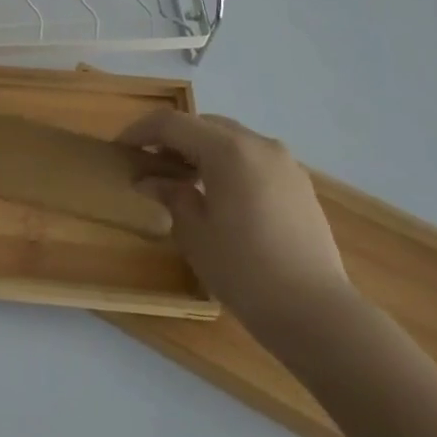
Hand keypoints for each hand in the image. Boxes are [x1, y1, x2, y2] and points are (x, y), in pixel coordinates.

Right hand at [121, 110, 352, 348]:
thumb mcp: (194, 232)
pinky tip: (218, 193)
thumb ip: (170, 194)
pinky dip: (228, 163)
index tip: (120, 148)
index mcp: (228, 149)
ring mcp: (285, 162)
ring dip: (201, 149)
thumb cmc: (244, 269)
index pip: (173, 124)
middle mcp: (259, 144)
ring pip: (231, 139)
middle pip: (204, 124)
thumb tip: (150, 180)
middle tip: (148, 163)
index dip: (141, 131)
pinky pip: (253, 158)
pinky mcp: (299, 184)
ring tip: (181, 179)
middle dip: (172, 138)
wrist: (316, 312)